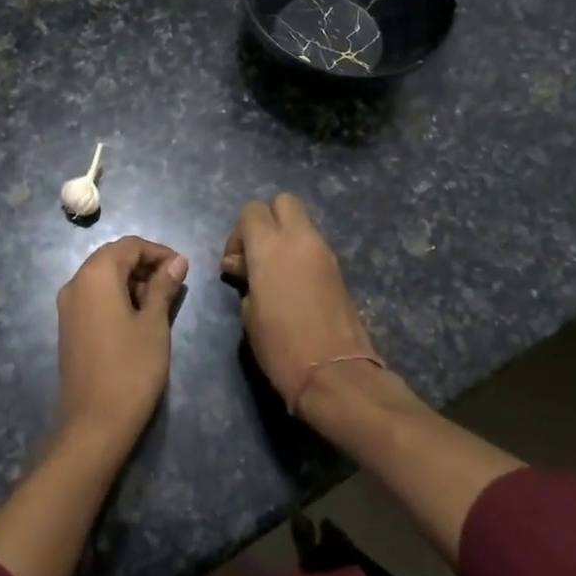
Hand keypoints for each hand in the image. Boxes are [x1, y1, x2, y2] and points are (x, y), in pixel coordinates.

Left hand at [54, 236, 188, 454]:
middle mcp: (75, 282)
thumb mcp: (154, 323)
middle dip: (145, 265)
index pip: (129, 245)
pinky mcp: (68, 326)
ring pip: (103, 277)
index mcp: (96, 275)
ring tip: (160, 303)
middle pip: (113, 258)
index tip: (183, 269)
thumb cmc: (131, 368)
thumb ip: (163, 287)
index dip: (159, 252)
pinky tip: (138, 318)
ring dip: (132, 281)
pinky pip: (94, 297)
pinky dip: (117, 297)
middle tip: (174, 286)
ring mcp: (67, 306)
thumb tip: (177, 261)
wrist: (94, 423)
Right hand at [221, 194, 381, 416]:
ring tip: (273, 275)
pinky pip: (313, 246)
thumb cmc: (280, 346)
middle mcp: (300, 239)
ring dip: (285, 238)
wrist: (334, 373)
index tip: (236, 263)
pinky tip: (292, 287)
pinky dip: (300, 255)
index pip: (251, 211)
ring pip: (301, 223)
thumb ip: (244, 278)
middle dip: (267, 220)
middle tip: (257, 255)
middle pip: (283, 202)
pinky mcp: (338, 269)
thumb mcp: (248, 312)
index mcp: (270, 246)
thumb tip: (242, 266)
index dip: (239, 233)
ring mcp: (324, 252)